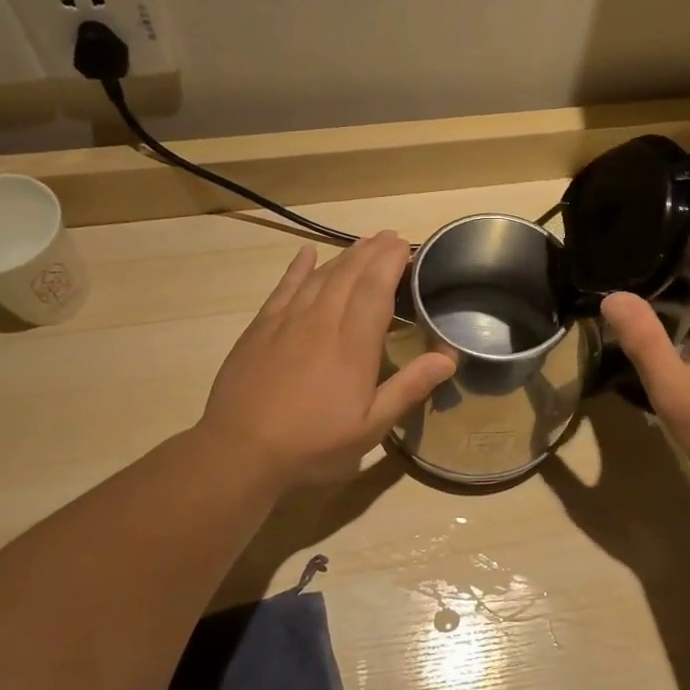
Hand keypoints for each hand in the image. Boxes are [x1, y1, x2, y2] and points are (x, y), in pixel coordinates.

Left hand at [198, 232, 455, 489]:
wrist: (240, 451)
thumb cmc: (313, 445)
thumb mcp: (370, 427)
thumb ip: (409, 388)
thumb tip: (449, 357)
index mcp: (354, 345)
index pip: (377, 289)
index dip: (392, 262)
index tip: (406, 246)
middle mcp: (322, 322)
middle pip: (350, 274)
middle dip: (372, 252)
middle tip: (390, 238)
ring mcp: (287, 321)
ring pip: (320, 276)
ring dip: (344, 256)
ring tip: (362, 243)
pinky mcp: (260, 328)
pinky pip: (284, 287)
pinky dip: (298, 268)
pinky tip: (307, 255)